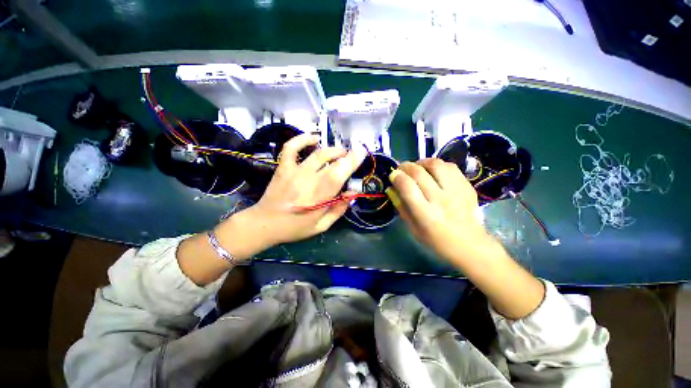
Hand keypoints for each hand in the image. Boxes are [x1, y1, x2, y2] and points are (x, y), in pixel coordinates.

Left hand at [240, 134, 366, 247]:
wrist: (265, 224)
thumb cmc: (295, 227)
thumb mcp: (322, 226)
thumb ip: (339, 209)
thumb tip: (352, 193)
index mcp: (320, 196)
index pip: (339, 173)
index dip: (352, 160)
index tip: (362, 152)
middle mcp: (309, 180)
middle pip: (331, 160)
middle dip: (346, 154)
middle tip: (351, 156)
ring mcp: (294, 171)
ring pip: (317, 153)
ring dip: (332, 149)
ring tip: (339, 152)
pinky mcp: (283, 167)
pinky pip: (291, 147)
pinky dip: (302, 139)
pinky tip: (313, 139)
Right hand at [388, 158, 493, 262]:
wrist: (470, 245)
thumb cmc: (437, 240)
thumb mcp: (413, 228)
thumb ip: (401, 207)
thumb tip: (391, 188)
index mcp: (425, 214)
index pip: (407, 187)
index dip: (397, 177)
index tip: (393, 175)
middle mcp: (441, 199)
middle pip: (419, 173)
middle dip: (406, 166)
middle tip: (401, 169)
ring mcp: (456, 191)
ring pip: (436, 164)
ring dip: (422, 162)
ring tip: (417, 167)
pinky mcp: (467, 187)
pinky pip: (451, 167)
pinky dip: (438, 165)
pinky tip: (434, 171)